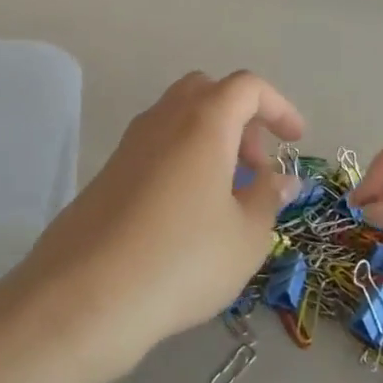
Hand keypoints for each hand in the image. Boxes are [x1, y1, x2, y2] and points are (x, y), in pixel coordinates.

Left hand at [18, 71, 303, 369]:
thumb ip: (267, 197)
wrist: (85, 295)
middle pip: (208, 93)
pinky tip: (189, 213)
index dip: (279, 107)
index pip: (247, 87)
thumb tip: (280, 178)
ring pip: (179, 118)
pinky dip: (184, 159)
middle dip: (241, 120)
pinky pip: (157, 146)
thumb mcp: (245, 237)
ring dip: (212, 140)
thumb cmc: (181, 260)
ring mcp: (130, 143)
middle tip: (256, 168)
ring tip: (228, 196)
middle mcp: (163, 119)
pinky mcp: (109, 171)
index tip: (296, 142)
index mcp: (203, 122)